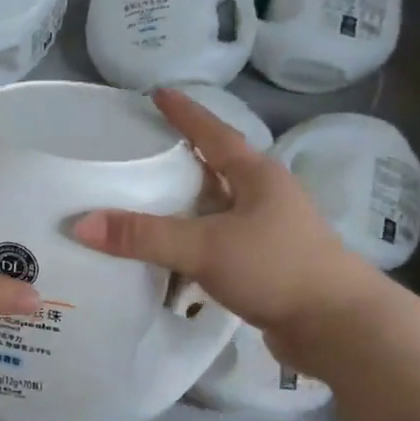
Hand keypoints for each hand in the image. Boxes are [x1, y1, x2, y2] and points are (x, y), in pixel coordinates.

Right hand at [71, 89, 380, 368]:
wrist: (338, 327)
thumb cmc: (277, 268)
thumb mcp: (206, 246)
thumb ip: (145, 236)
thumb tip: (80, 224)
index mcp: (257, 176)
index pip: (214, 133)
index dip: (185, 113)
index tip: (158, 93)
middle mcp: (265, 198)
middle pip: (218, 169)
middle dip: (183, 159)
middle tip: (143, 151)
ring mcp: (269, 234)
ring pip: (218, 210)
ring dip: (187, 207)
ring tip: (147, 203)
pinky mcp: (267, 268)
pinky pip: (220, 245)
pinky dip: (194, 245)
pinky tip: (172, 257)